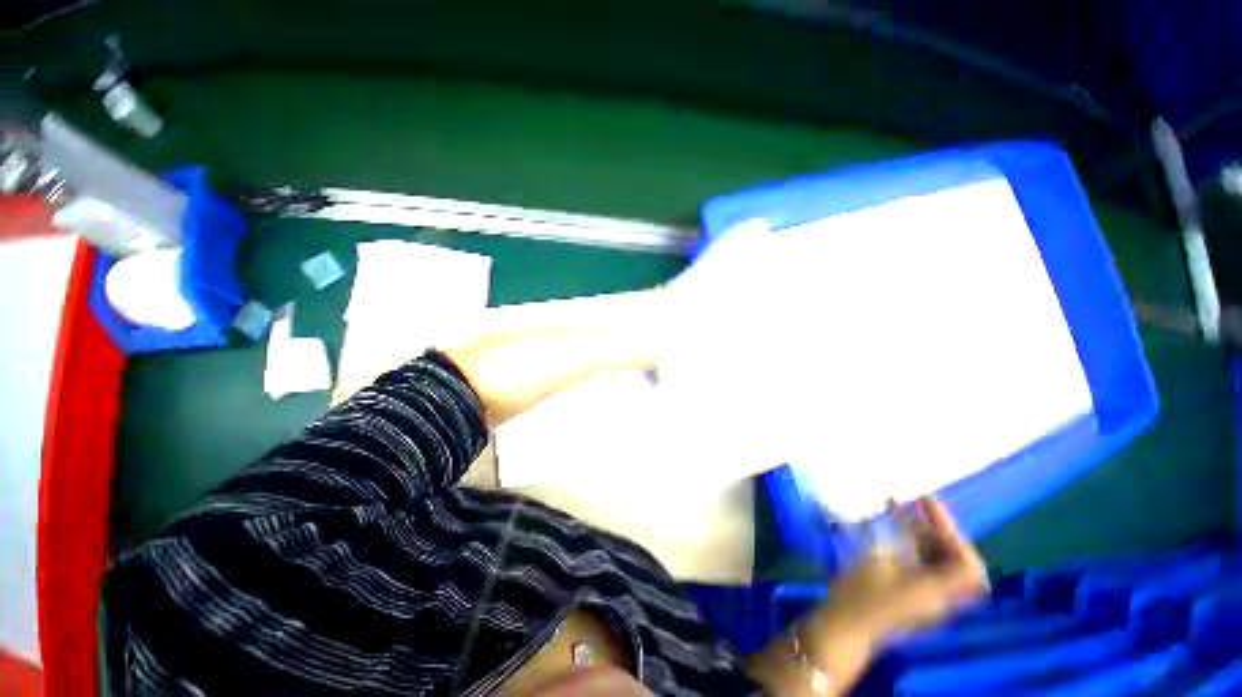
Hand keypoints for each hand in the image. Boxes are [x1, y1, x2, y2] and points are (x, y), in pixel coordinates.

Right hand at [748, 499, 986, 695]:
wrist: (846, 626)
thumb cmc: (862, 594)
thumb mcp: (880, 563)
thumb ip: (901, 540)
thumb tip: (906, 512)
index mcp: (938, 591)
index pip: (968, 564)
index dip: (953, 532)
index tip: (927, 505)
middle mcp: (941, 596)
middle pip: (957, 561)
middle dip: (940, 530)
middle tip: (916, 505)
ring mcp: (928, 597)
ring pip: (942, 562)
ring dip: (927, 536)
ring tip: (903, 512)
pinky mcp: (914, 595)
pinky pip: (926, 567)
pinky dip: (916, 546)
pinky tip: (895, 531)